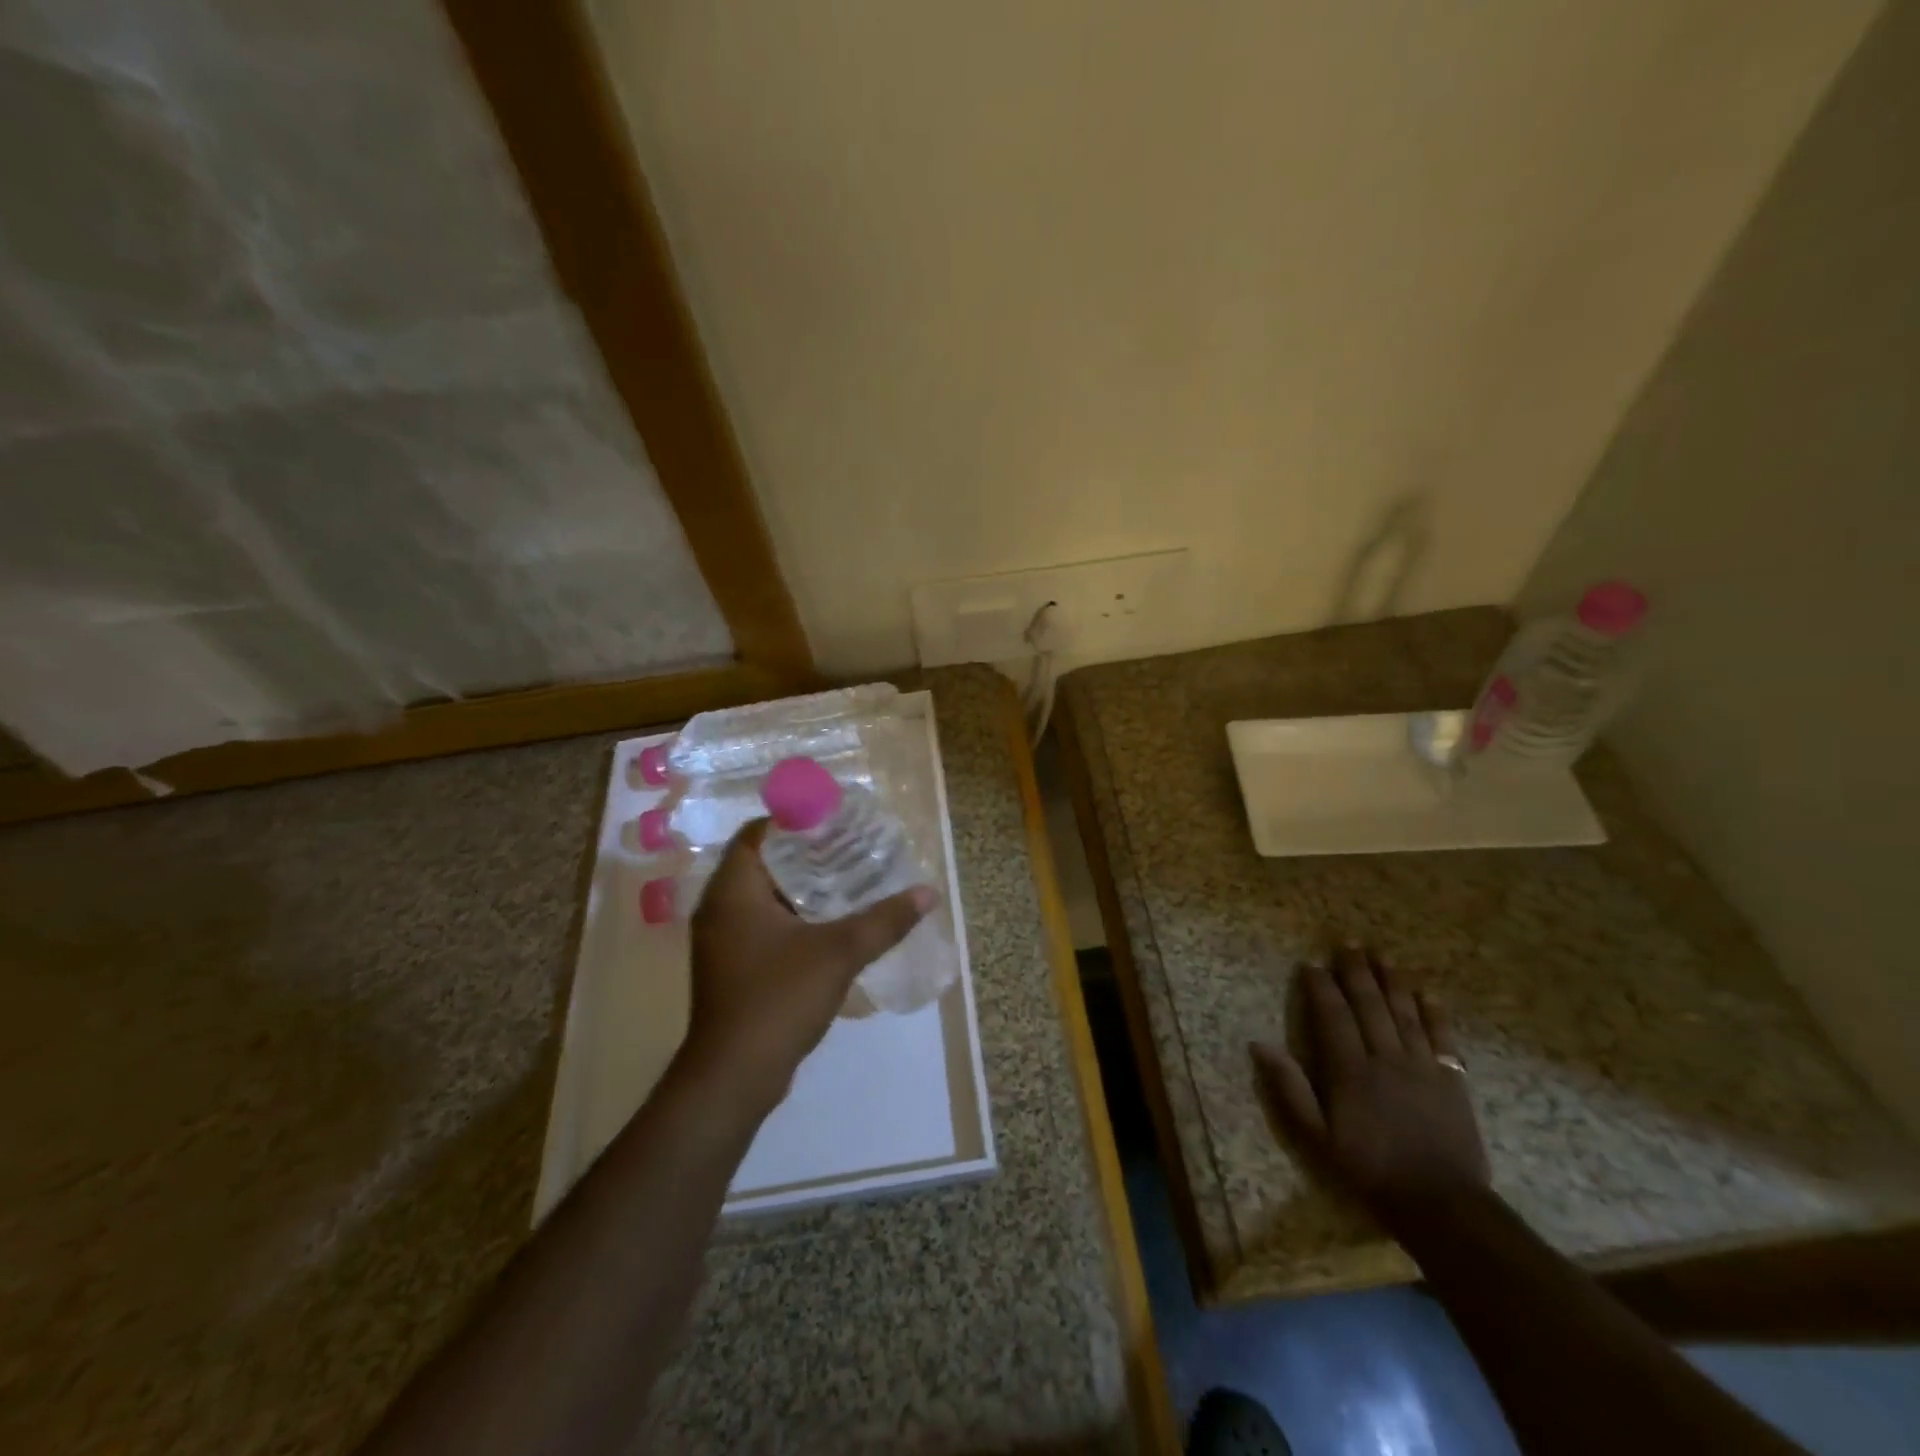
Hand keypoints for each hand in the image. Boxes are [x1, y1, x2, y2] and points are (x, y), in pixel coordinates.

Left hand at [683, 820, 935, 1115]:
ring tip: (848, 878)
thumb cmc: (778, 999)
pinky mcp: (730, 966)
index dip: (794, 819)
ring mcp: (721, 940)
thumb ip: (884, 920)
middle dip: (805, 852)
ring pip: (762, 895)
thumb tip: (928, 893)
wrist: (734, 1076)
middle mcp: (719, 907)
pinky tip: (829, 923)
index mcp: (733, 890)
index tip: (834, 819)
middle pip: (762, 861)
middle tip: (850, 846)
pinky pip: (761, 923)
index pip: (758, 832)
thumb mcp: (839, 953)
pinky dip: (792, 915)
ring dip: (800, 886)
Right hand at [1252, 946, 1489, 1222]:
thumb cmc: (1369, 1168)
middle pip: (1370, 1004)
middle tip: (1349, 943)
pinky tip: (1426, 992)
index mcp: (1350, 1070)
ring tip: (1383, 955)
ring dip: (1392, 980)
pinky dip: (1434, 1012)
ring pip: (1405, 1012)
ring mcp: (1422, 1067)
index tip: (1311, 964)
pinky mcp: (1451, 1080)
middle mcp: (1385, 1058)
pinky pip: (1442, 1037)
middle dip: (1357, 971)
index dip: (1321, 987)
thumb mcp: (1316, 1136)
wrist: (1440, 1203)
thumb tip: (1260, 1045)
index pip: (1333, 1015)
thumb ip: (1290, 1088)